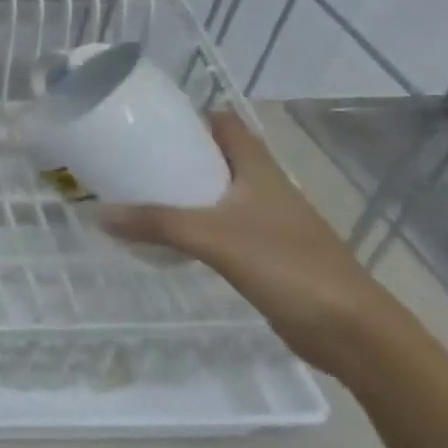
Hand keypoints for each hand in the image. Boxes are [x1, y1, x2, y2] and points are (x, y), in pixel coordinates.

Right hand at [98, 112, 397, 374]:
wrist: (350, 330)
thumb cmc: (287, 266)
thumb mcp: (213, 238)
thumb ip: (156, 223)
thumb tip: (97, 214)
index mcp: (260, 170)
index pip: (226, 124)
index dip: (192, 116)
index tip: (150, 120)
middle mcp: (264, 189)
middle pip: (218, 157)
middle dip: (178, 154)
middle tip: (132, 158)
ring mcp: (267, 222)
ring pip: (218, 193)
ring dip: (184, 191)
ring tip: (139, 193)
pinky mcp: (264, 253)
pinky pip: (219, 226)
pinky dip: (193, 224)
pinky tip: (167, 236)